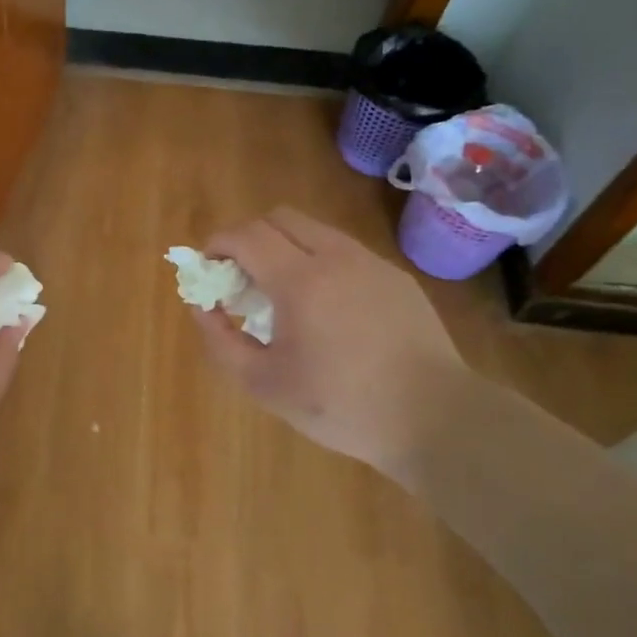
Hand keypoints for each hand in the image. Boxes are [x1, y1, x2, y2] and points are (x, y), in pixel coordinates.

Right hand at [191, 207, 475, 489]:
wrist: (435, 418)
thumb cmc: (341, 406)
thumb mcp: (264, 384)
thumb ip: (221, 341)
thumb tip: (200, 306)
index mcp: (300, 281)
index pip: (246, 235)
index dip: (217, 244)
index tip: (208, 266)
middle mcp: (336, 257)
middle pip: (279, 218)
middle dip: (249, 237)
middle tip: (241, 277)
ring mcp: (371, 263)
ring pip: (314, 230)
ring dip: (284, 247)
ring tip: (281, 292)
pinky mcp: (395, 277)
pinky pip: (344, 252)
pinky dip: (318, 261)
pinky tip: (325, 308)